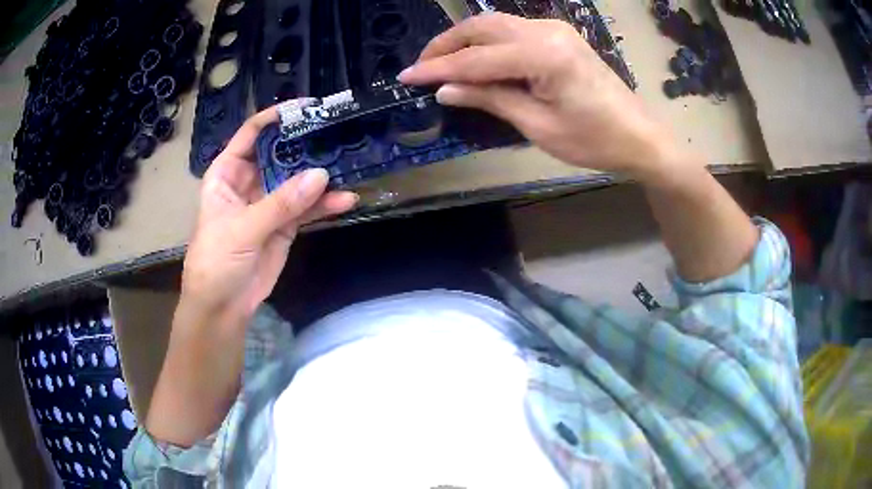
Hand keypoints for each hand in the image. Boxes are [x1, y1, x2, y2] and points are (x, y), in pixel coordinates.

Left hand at [182, 104, 357, 323]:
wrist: (222, 306)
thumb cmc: (216, 261)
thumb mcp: (242, 229)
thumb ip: (280, 203)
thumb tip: (321, 175)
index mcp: (228, 172)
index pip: (252, 134)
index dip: (276, 118)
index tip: (307, 107)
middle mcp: (250, 181)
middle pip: (280, 153)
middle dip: (306, 143)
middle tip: (338, 130)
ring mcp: (270, 202)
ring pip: (298, 180)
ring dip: (321, 175)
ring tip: (350, 163)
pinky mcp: (286, 224)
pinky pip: (308, 208)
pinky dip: (326, 204)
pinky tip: (346, 200)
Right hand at [399, 13, 686, 181]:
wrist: (639, 136)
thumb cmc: (594, 140)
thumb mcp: (538, 126)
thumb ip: (491, 99)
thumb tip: (445, 90)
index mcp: (544, 55)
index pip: (476, 58)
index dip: (438, 68)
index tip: (406, 77)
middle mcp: (546, 31)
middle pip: (482, 27)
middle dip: (446, 45)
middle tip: (421, 68)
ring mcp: (555, 29)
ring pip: (495, 24)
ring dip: (465, 40)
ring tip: (441, 63)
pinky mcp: (559, 35)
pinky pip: (512, 30)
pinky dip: (487, 42)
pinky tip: (476, 58)